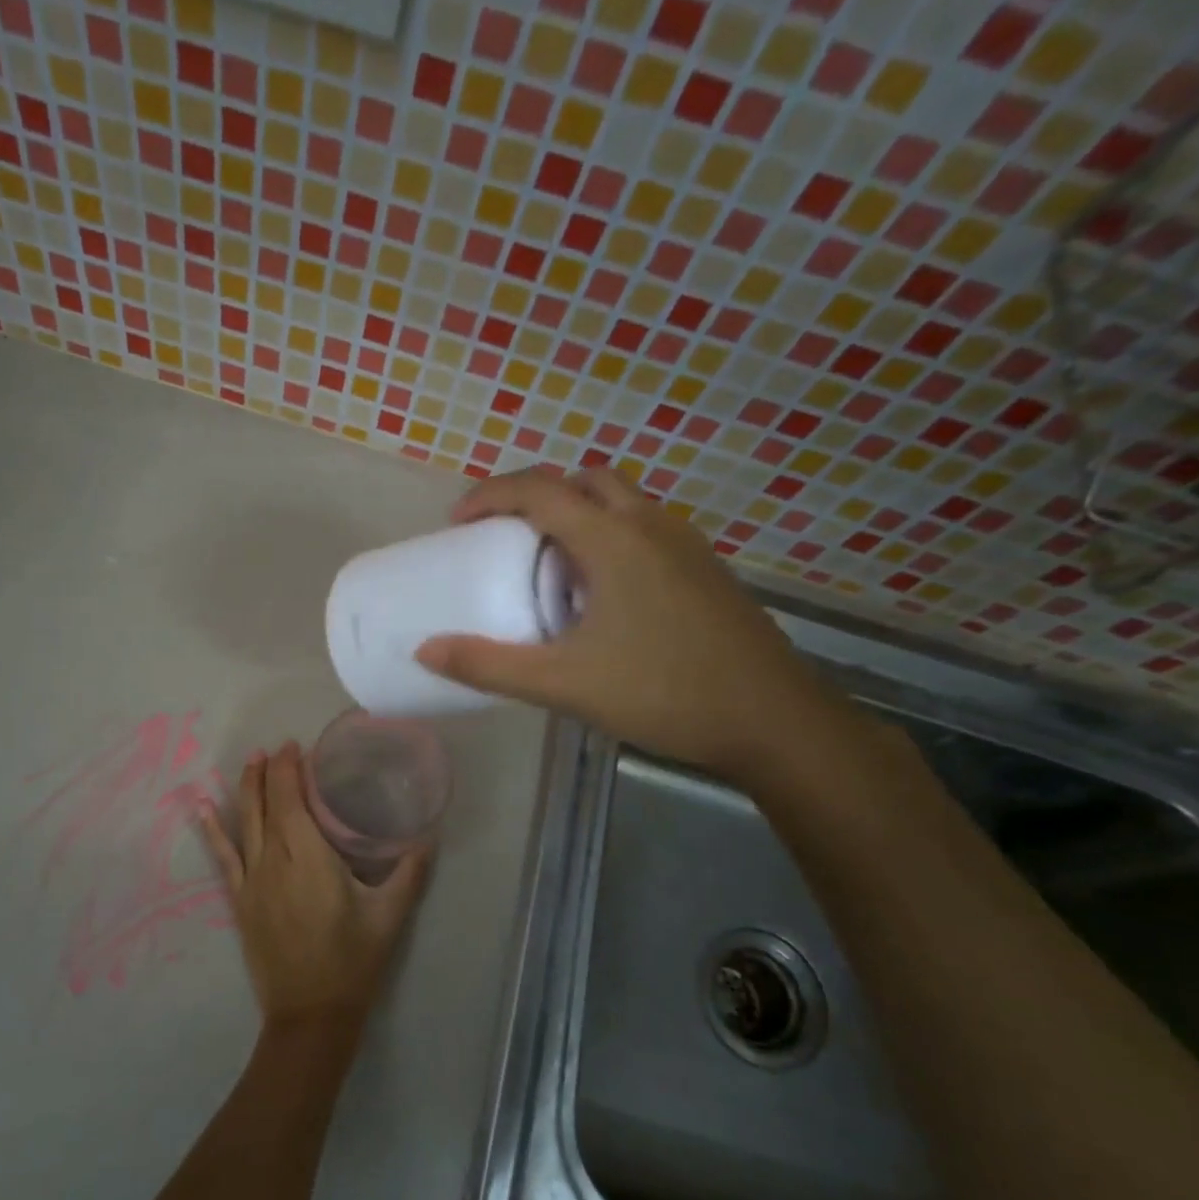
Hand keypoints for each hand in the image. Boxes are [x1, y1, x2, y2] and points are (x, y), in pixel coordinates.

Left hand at [197, 743, 432, 1031]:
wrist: (310, 1014)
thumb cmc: (353, 961)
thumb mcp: (390, 916)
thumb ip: (409, 872)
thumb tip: (429, 837)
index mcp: (310, 857)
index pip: (292, 799)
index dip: (289, 769)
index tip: (295, 747)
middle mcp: (275, 860)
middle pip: (267, 804)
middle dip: (269, 772)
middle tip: (275, 748)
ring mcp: (253, 880)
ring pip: (245, 823)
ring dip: (246, 789)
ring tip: (249, 761)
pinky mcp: (240, 900)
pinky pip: (224, 856)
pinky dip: (214, 830)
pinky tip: (203, 808)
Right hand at [414, 469, 839, 781]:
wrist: (772, 720)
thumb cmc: (663, 692)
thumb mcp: (563, 684)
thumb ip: (490, 665)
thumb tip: (426, 650)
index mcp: (613, 539)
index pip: (540, 489)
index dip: (491, 495)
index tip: (457, 520)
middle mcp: (652, 525)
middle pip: (583, 479)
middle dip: (536, 494)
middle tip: (503, 532)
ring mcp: (687, 545)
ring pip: (621, 501)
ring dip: (576, 513)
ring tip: (547, 562)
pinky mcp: (706, 569)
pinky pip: (645, 528)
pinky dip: (608, 535)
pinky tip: (600, 593)